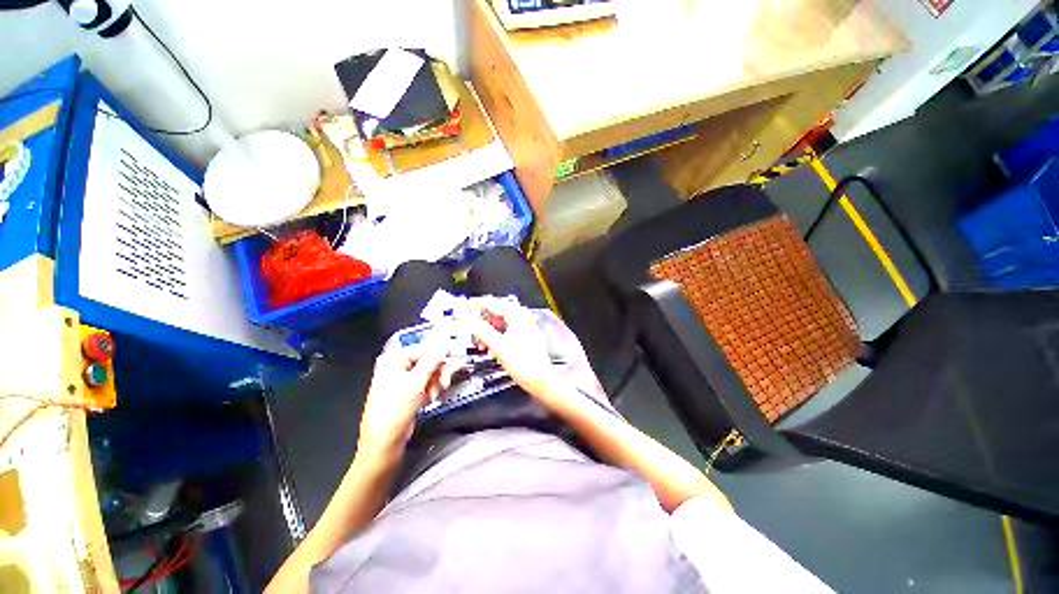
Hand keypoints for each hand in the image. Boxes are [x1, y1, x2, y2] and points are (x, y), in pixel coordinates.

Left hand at [357, 342, 446, 463]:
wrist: (384, 443)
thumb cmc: (394, 410)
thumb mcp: (415, 383)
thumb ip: (431, 362)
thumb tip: (443, 346)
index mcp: (393, 361)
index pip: (423, 349)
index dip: (440, 353)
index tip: (456, 357)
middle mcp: (397, 367)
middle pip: (427, 361)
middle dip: (438, 371)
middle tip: (446, 380)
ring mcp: (403, 380)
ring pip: (429, 373)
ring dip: (436, 381)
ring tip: (436, 393)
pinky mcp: (409, 392)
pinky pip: (426, 383)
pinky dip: (432, 389)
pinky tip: (432, 397)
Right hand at [470, 297, 560, 400]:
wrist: (540, 379)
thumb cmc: (522, 362)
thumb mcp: (498, 345)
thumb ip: (481, 330)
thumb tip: (468, 320)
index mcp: (517, 314)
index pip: (492, 303)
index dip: (476, 305)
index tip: (463, 308)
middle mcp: (521, 316)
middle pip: (496, 311)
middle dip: (481, 320)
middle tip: (469, 327)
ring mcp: (523, 325)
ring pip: (499, 322)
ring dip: (487, 330)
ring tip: (480, 343)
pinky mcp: (523, 335)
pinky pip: (505, 329)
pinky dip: (495, 335)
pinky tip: (489, 346)